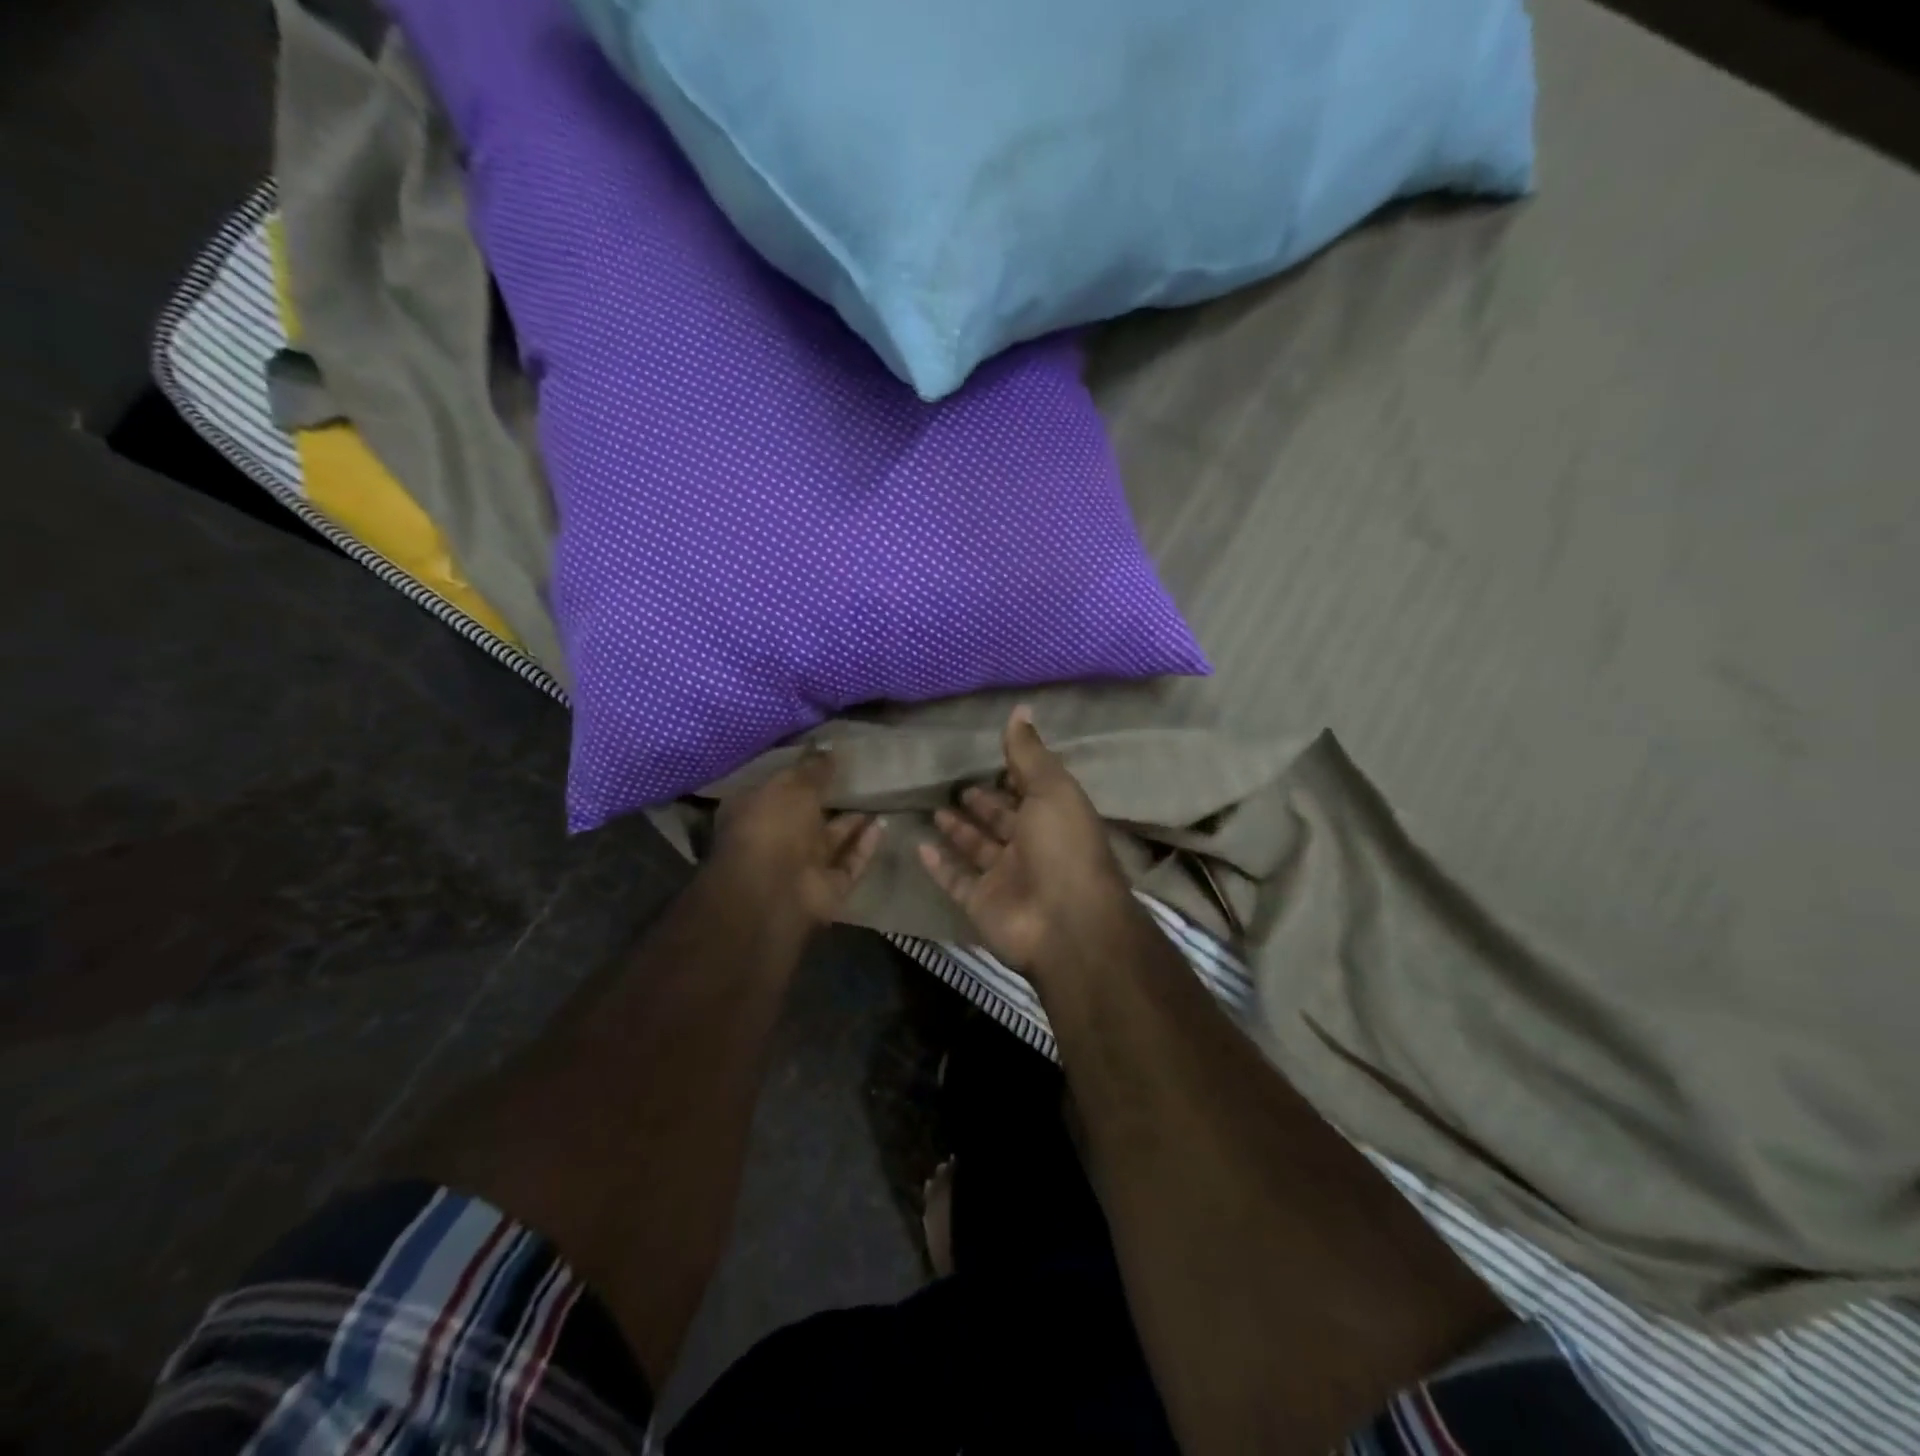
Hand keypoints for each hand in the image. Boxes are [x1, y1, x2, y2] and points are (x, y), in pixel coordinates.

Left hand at [712, 749, 882, 927]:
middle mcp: (775, 839)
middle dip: (830, 799)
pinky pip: (850, 862)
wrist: (774, 892)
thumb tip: (827, 748)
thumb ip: (813, 768)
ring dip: (853, 821)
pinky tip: (884, 823)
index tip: (827, 759)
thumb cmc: (772, 827)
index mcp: (754, 812)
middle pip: (807, 816)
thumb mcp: (792, 786)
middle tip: (861, 775)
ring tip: (879, 795)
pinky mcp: (827, 887)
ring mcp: (801, 866)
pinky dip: (865, 845)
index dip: (801, 773)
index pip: (778, 788)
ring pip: (832, 840)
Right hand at [917, 707, 1136, 980]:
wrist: (1064, 922)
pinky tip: (920, 846)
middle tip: (957, 785)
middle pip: (1002, 821)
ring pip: (977, 849)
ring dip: (959, 831)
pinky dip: (939, 866)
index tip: (988, 757)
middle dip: (983, 803)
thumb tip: (1020, 709)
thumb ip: (1029, 754)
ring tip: (935, 807)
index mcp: (1053, 818)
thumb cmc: (1062, 847)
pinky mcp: (982, 903)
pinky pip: (956, 880)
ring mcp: (1005, 878)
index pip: (1029, 792)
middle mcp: (1030, 847)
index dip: (1011, 776)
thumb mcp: (1050, 790)